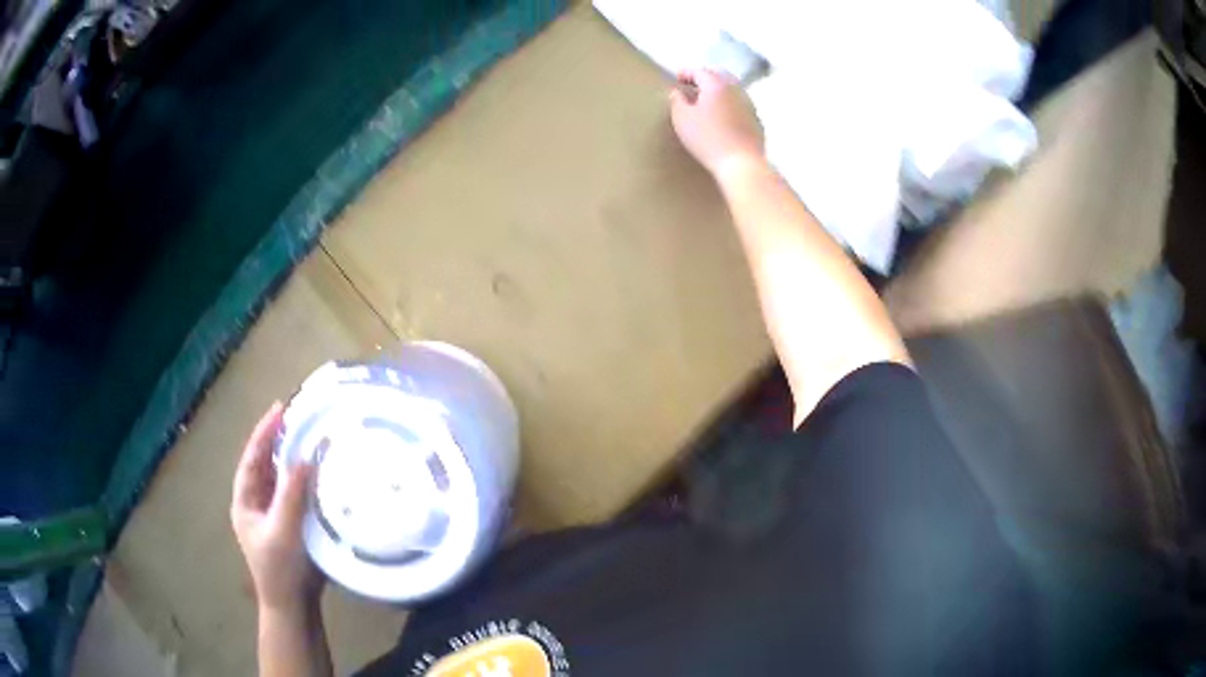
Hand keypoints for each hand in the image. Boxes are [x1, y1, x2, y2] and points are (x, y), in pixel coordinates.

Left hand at [231, 402, 323, 612]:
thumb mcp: (282, 531)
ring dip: (293, 457)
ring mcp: (273, 512)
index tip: (281, 408)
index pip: (252, 458)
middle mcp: (257, 501)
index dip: (264, 432)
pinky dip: (305, 478)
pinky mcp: (291, 522)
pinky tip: (320, 470)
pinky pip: (296, 492)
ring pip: (281, 476)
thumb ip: (291, 495)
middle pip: (265, 463)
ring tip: (310, 436)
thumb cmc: (281, 569)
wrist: (293, 604)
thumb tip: (306, 457)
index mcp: (245, 500)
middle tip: (298, 416)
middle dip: (279, 439)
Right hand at [669, 68, 764, 178]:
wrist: (741, 163)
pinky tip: (723, 116)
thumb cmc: (707, 138)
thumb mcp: (682, 119)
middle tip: (693, 85)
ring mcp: (749, 105)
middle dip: (705, 77)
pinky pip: (740, 105)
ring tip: (707, 100)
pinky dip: (729, 104)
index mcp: (716, 85)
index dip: (686, 72)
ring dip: (719, 91)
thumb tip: (677, 92)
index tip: (677, 77)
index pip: (700, 71)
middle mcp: (736, 90)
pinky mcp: (756, 121)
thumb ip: (677, 101)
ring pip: (732, 90)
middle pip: (720, 76)